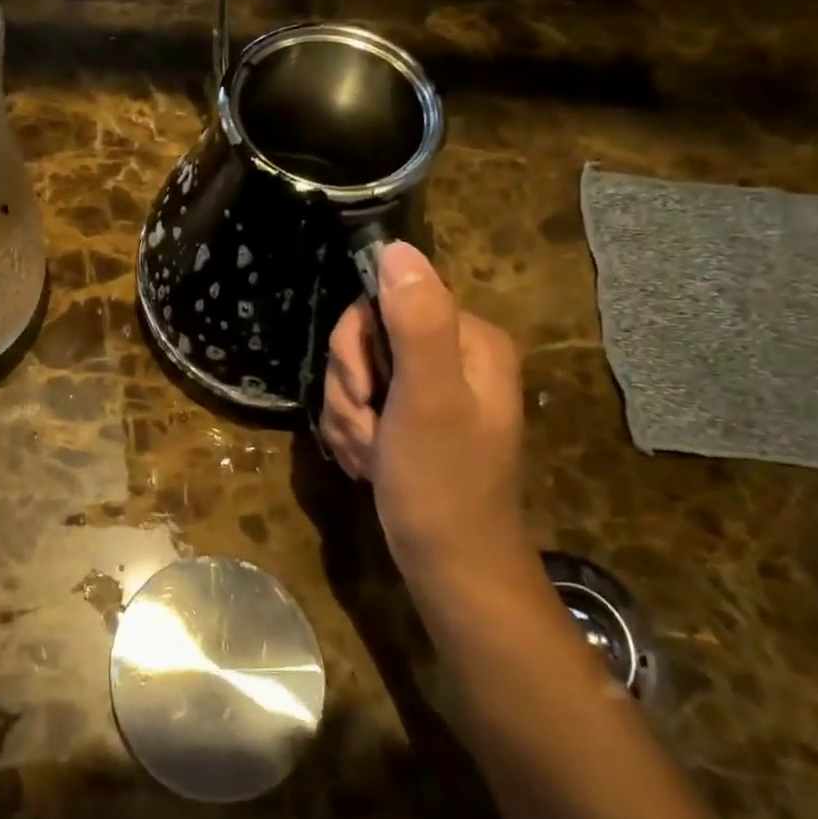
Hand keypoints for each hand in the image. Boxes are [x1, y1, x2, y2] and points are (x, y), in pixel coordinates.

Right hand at [321, 242, 534, 596]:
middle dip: (352, 389)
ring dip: (349, 416)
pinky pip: (359, 402)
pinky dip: (354, 432)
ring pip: (354, 373)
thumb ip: (416, 322)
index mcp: (468, 339)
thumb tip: (397, 248)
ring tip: (373, 455)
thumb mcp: (428, 399)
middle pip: (364, 337)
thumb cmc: (442, 485)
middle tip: (372, 430)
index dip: (358, 346)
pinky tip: (369, 462)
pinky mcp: (410, 415)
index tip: (368, 393)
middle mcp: (451, 353)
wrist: (450, 570)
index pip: (384, 300)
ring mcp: (429, 386)